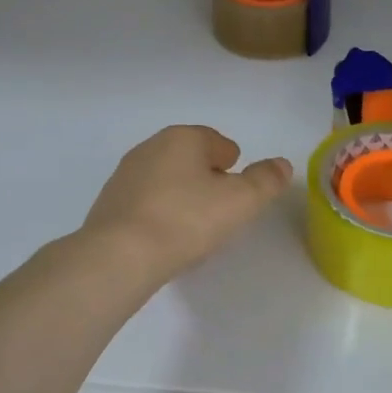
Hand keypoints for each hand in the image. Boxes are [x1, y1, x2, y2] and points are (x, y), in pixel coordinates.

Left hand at [82, 126, 292, 285]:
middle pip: (191, 159)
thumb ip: (265, 180)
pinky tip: (164, 239)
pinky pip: (145, 202)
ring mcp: (125, 174)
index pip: (219, 143)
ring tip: (192, 229)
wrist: (119, 255)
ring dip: (181, 197)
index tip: (236, 195)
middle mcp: (151, 146)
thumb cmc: (186, 220)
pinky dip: (158, 213)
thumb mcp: (240, 201)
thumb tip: (282, 164)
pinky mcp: (109, 202)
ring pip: (166, 179)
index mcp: (183, 137)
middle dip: (207, 180)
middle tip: (219, 213)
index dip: (234, 168)